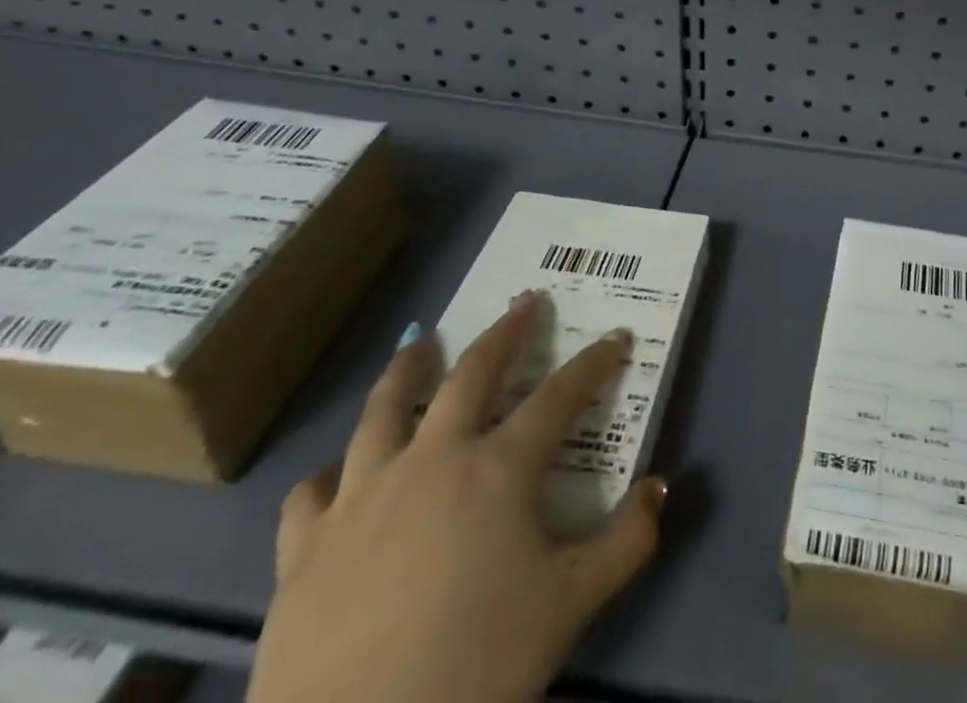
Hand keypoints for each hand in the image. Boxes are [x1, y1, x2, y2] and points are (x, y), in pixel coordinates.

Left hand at [250, 292, 666, 702]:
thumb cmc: (474, 665)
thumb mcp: (570, 606)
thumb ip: (626, 541)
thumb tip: (662, 484)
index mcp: (498, 469)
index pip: (559, 396)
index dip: (593, 363)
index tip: (616, 338)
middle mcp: (432, 459)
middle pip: (472, 375)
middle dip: (505, 333)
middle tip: (524, 303)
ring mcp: (363, 496)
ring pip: (384, 409)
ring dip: (407, 369)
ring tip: (419, 342)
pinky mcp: (305, 545)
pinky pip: (314, 492)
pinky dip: (330, 474)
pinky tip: (337, 473)